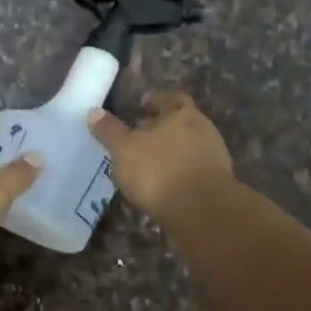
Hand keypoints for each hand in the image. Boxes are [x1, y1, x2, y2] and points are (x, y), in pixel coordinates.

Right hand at [89, 92, 234, 221]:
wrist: (201, 211)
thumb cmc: (159, 170)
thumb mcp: (124, 149)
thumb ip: (110, 131)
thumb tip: (94, 112)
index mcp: (183, 114)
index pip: (171, 99)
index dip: (156, 102)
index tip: (141, 109)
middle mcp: (203, 131)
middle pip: (181, 124)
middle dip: (162, 130)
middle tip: (139, 140)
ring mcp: (213, 159)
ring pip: (187, 149)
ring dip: (169, 155)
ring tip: (147, 168)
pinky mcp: (216, 185)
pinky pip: (192, 173)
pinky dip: (177, 177)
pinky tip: (161, 188)